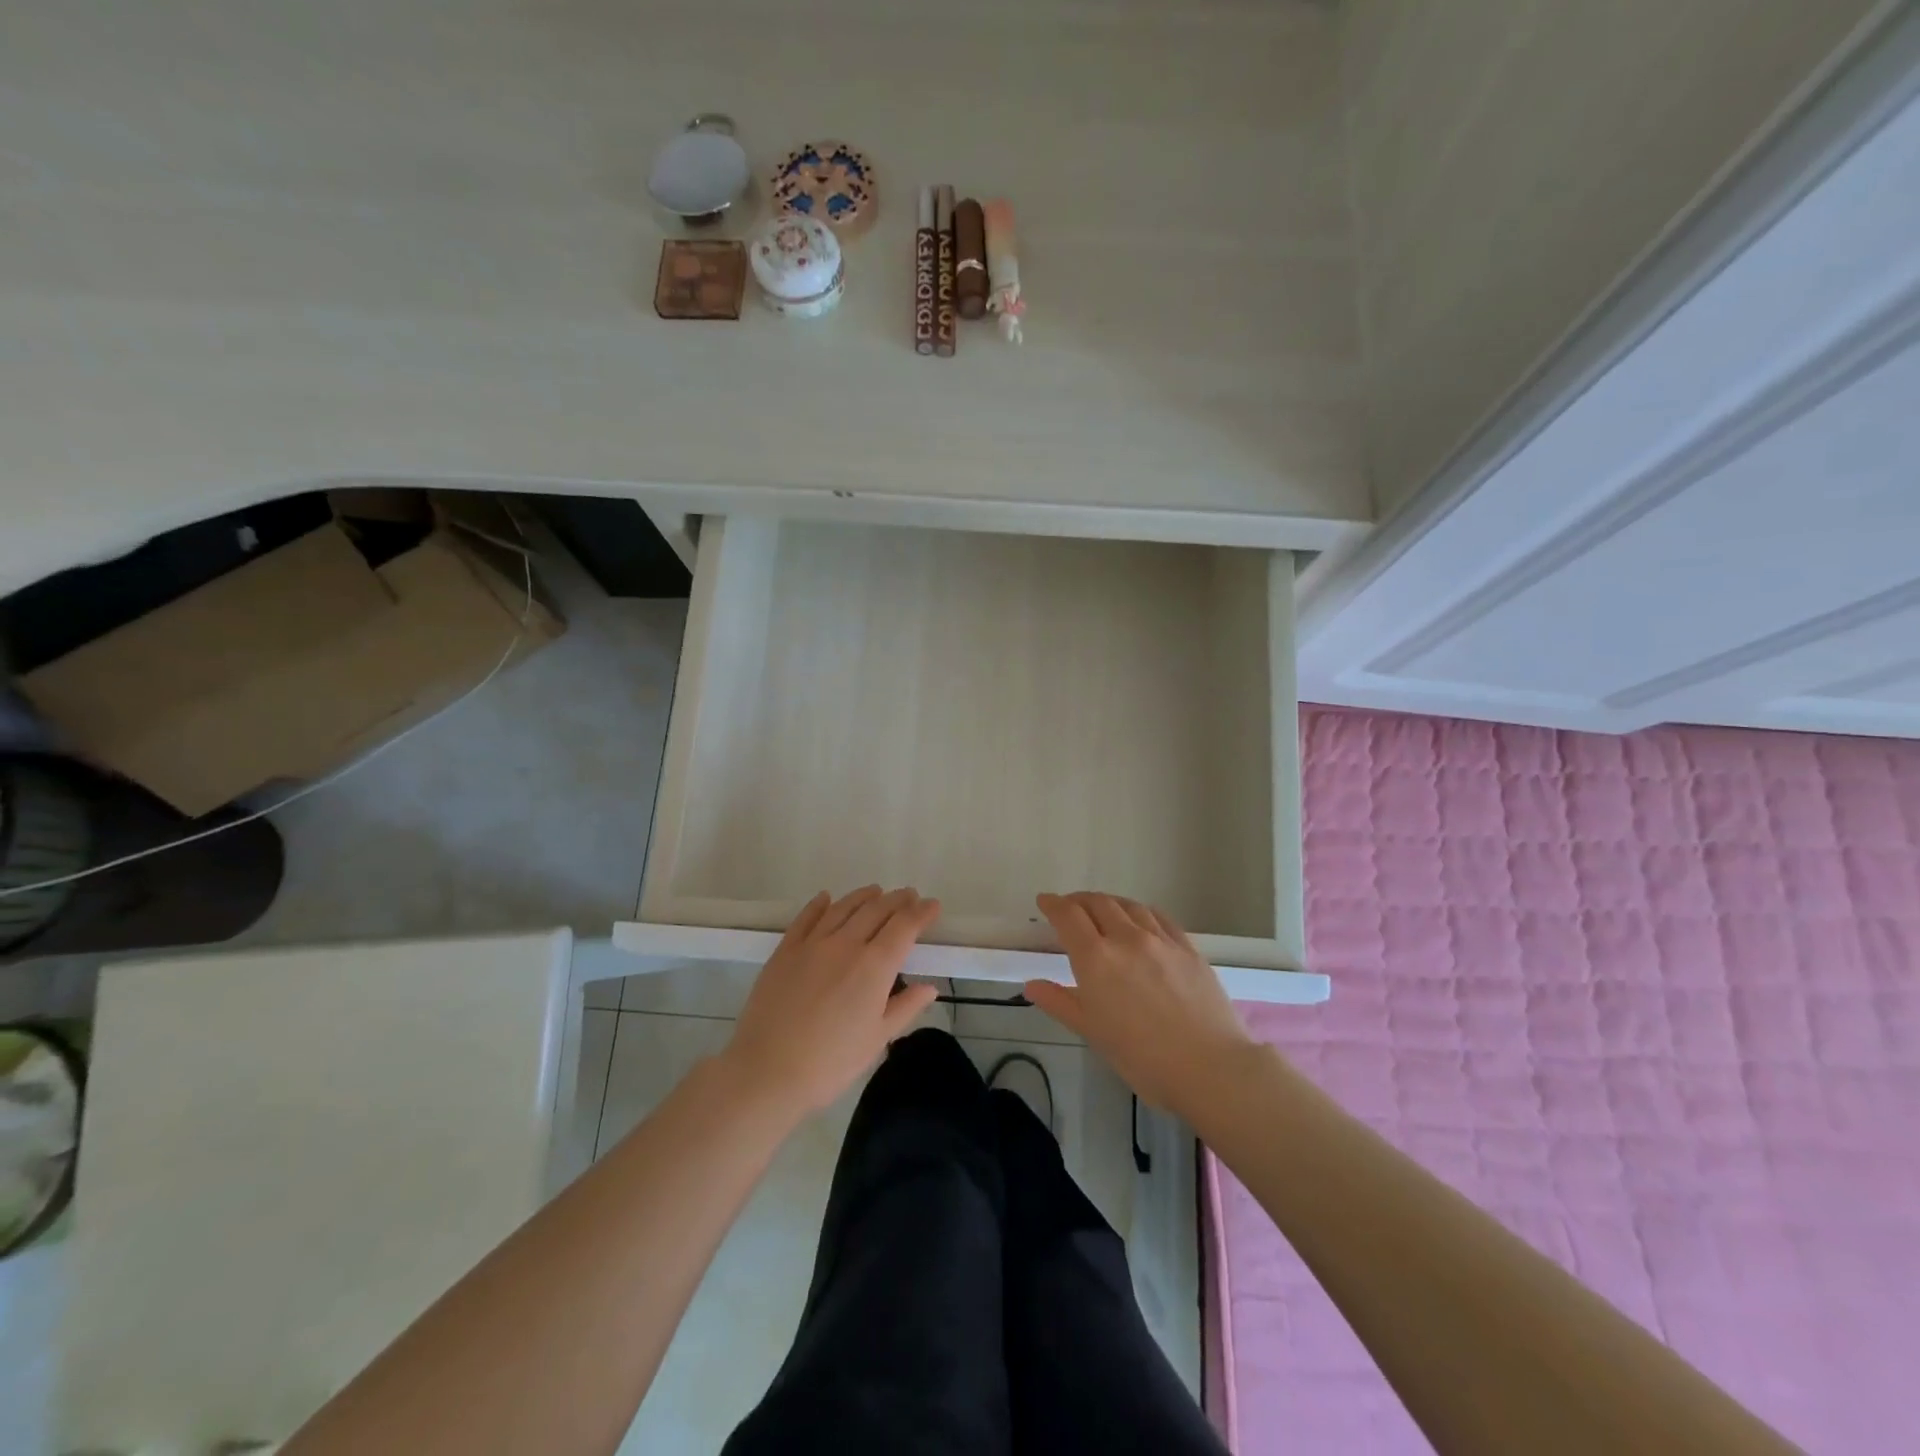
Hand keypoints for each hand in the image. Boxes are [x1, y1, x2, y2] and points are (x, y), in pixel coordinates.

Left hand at [723, 886, 940, 1113]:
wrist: (768, 1070)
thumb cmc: (831, 1062)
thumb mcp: (877, 1039)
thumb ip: (905, 1008)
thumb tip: (929, 987)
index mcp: (874, 966)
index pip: (904, 927)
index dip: (921, 913)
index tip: (933, 906)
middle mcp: (846, 944)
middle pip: (876, 910)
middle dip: (897, 900)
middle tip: (909, 895)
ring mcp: (812, 944)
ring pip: (843, 908)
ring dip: (863, 896)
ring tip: (875, 891)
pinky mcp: (785, 950)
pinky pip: (806, 918)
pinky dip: (819, 904)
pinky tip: (826, 898)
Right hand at [1025, 891, 1256, 1112]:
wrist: (1210, 1066)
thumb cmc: (1142, 1057)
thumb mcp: (1093, 1032)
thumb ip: (1060, 1002)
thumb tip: (1032, 986)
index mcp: (1096, 958)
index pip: (1068, 916)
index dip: (1053, 904)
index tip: (1045, 901)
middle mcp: (1126, 938)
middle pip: (1098, 903)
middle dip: (1079, 900)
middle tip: (1069, 907)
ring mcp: (1160, 940)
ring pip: (1129, 906)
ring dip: (1109, 902)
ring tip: (1102, 909)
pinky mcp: (1187, 947)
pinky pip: (1158, 917)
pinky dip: (1140, 911)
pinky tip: (1140, 919)